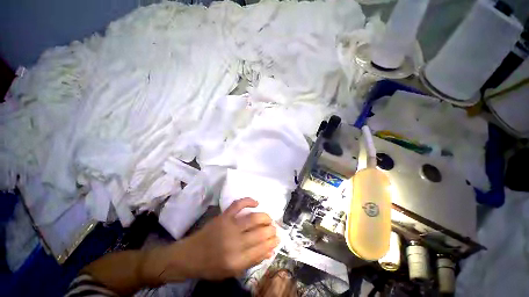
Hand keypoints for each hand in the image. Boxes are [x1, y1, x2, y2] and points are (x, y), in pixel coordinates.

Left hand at [160, 198, 279, 280]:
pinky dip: (249, 201)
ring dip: (265, 217)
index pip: (261, 249)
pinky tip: (256, 203)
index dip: (272, 242)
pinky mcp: (223, 216)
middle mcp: (234, 243)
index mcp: (236, 261)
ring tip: (269, 219)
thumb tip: (270, 250)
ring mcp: (228, 226)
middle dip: (271, 230)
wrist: (189, 255)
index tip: (278, 238)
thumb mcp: (232, 272)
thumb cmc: (211, 266)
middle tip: (275, 229)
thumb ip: (252, 260)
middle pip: (260, 233)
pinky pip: (238, 204)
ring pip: (253, 218)